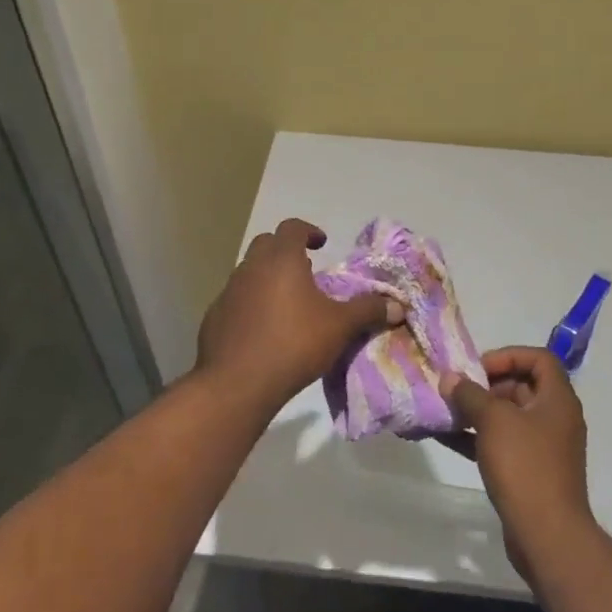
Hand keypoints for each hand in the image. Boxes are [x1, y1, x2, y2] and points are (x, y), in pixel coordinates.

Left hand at [196, 218, 402, 413]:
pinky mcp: (214, 317)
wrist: (237, 383)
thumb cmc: (294, 344)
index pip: (292, 227)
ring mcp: (228, 291)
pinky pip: (236, 300)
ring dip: (267, 278)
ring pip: (249, 272)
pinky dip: (250, 304)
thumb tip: (398, 306)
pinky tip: (263, 330)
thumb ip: (368, 311)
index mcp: (281, 259)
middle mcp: (250, 267)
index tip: (322, 244)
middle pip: (267, 244)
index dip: (309, 231)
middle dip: (286, 251)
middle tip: (306, 271)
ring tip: (287, 303)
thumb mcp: (340, 327)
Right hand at [439, 347, 593, 578]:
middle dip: (486, 385)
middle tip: (457, 391)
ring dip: (477, 412)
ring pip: (509, 417)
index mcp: (558, 399)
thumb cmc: (525, 466)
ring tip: (445, 412)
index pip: (539, 359)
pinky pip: (502, 444)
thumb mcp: (493, 421)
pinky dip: (478, 438)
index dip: (508, 355)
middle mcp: (555, 418)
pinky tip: (446, 438)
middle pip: (522, 386)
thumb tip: (449, 378)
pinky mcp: (530, 472)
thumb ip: (469, 395)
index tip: (478, 368)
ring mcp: (544, 447)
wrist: (546, 535)